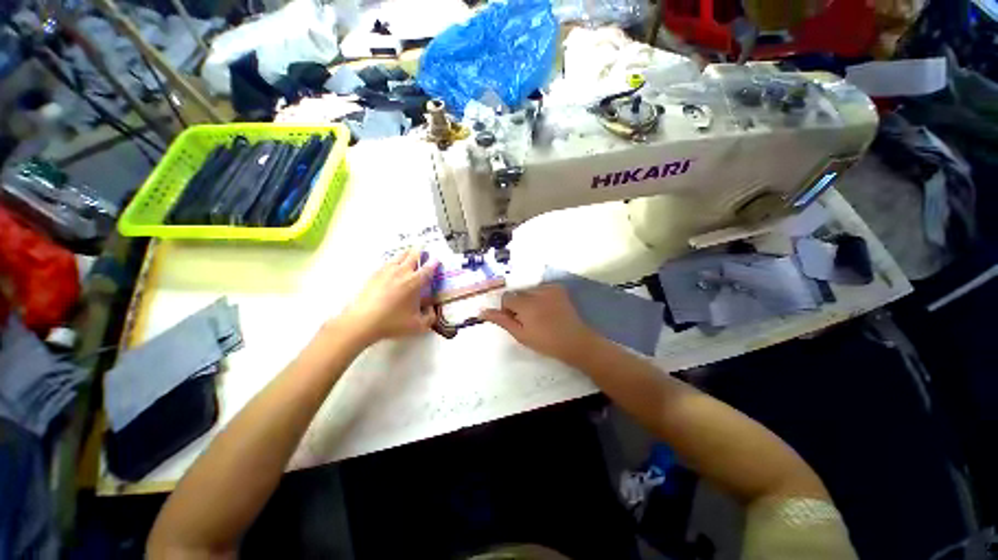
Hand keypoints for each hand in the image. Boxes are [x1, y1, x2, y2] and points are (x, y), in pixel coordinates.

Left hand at [336, 248, 438, 345]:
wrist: (362, 321)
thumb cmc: (392, 322)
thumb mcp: (418, 325)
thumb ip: (430, 318)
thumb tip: (432, 310)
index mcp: (415, 282)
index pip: (428, 269)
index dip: (434, 263)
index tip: (437, 260)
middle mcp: (402, 272)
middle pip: (413, 256)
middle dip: (420, 251)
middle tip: (423, 248)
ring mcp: (387, 271)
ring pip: (399, 256)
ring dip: (407, 253)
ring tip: (409, 252)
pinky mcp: (374, 274)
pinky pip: (387, 263)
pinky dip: (393, 261)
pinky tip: (392, 264)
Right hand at [480, 284, 597, 363]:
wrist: (575, 341)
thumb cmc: (545, 342)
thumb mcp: (520, 334)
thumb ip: (501, 320)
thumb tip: (482, 311)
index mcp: (526, 304)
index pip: (507, 298)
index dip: (508, 310)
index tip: (516, 321)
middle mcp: (537, 291)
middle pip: (518, 293)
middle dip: (519, 304)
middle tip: (529, 320)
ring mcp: (550, 288)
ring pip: (529, 290)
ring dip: (530, 300)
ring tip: (540, 315)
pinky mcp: (559, 288)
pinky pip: (542, 288)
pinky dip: (541, 296)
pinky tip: (548, 309)